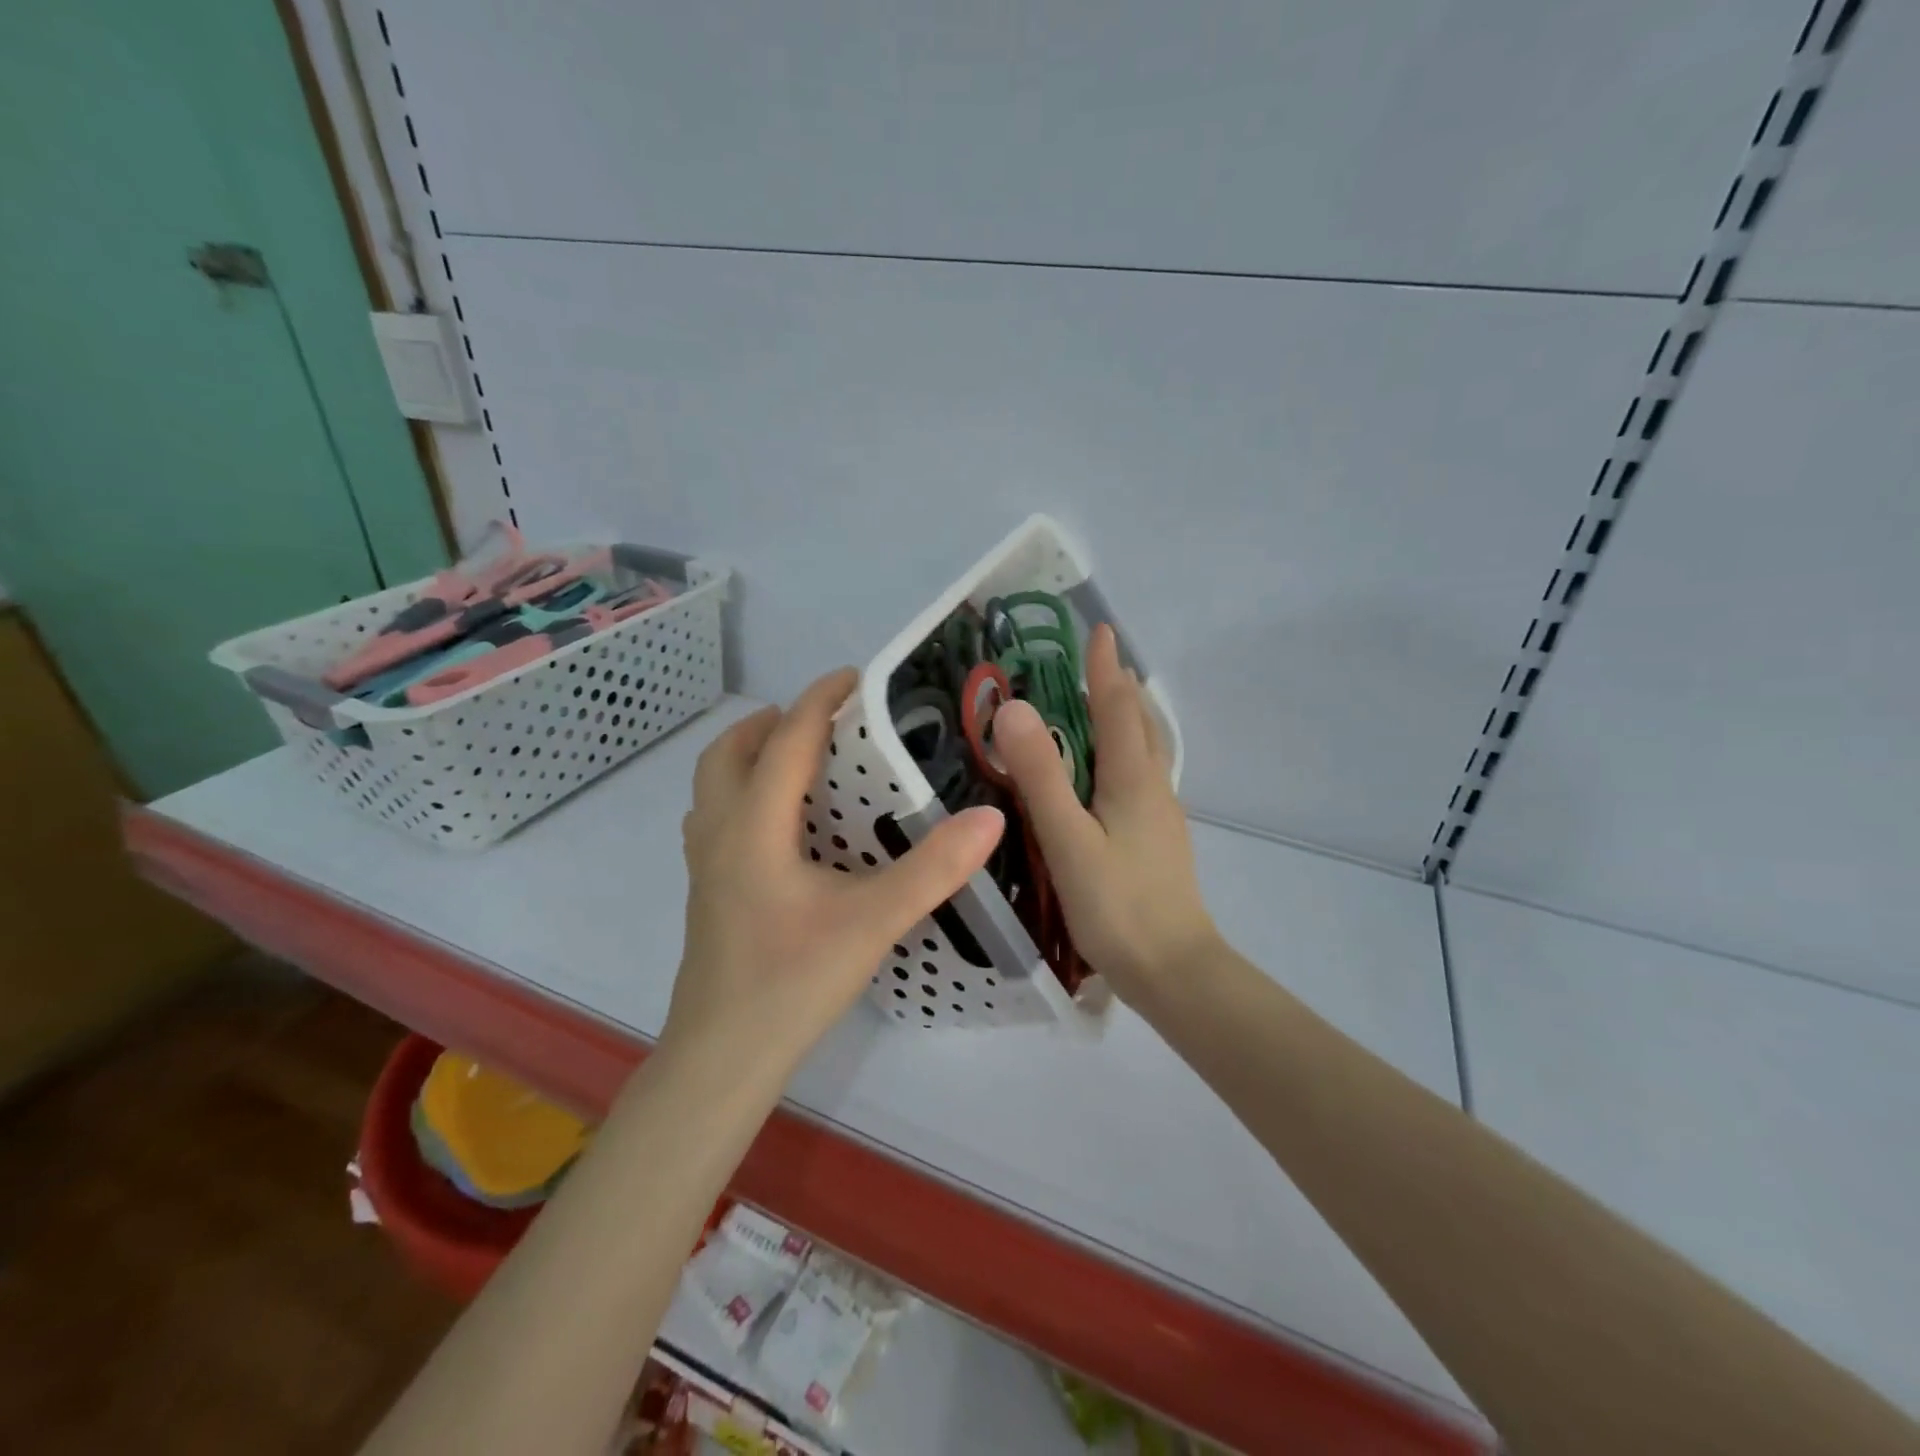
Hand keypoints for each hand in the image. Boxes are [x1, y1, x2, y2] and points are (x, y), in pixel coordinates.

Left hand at [664, 669, 1005, 1075]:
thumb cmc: (791, 982)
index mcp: (753, 824)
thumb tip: (989, 817)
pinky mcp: (708, 894)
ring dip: (750, 757)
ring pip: (713, 785)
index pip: (786, 739)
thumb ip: (932, 869)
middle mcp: (720, 833)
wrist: (722, 1059)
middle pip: (729, 752)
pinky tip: (784, 830)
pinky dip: (743, 796)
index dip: (820, 699)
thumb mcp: (871, 922)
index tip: (856, 678)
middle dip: (772, 722)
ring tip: (801, 764)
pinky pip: (717, 819)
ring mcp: (705, 866)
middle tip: (823, 721)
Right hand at [995, 625, 1218, 1003]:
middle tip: (1093, 664)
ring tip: (1103, 707)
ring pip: (1146, 751)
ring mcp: (1161, 816)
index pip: (1117, 706)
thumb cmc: (1117, 904)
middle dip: (1119, 687)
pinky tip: (1108, 774)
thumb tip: (1013, 707)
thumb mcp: (1068, 838)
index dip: (1104, 668)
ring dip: (1126, 719)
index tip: (1099, 630)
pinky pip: (1142, 777)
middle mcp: (1153, 787)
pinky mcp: (1158, 840)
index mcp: (1132, 778)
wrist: (1174, 970)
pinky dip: (1125, 753)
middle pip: (1140, 723)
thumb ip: (1041, 775)